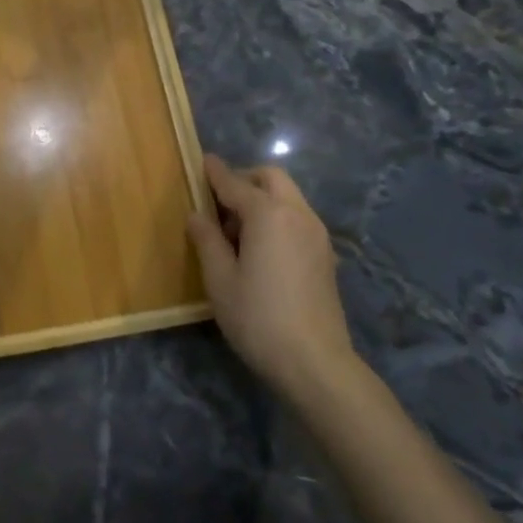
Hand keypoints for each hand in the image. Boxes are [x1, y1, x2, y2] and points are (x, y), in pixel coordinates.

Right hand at [187, 154, 360, 407]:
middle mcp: (297, 214)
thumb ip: (207, 240)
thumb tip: (197, 215)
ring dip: (262, 199)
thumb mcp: (220, 279)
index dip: (215, 173)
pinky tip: (260, 249)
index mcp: (268, 214)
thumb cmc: (257, 317)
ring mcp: (317, 234)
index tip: (202, 161)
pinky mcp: (325, 255)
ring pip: (288, 197)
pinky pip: (297, 218)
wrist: (314, 361)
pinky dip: (277, 217)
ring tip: (236, 232)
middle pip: (271, 178)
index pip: (235, 183)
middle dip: (244, 180)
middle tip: (218, 203)